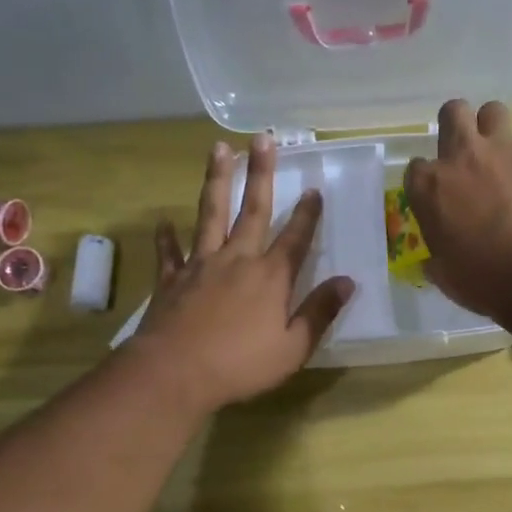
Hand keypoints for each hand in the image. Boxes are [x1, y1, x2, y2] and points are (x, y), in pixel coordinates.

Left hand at [133, 133, 354, 410]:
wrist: (174, 373)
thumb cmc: (240, 365)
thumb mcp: (293, 347)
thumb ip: (319, 312)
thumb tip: (347, 282)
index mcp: (270, 277)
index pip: (295, 238)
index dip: (308, 214)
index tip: (315, 188)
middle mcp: (237, 260)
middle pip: (253, 210)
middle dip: (261, 174)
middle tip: (263, 138)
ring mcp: (200, 266)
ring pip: (210, 215)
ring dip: (217, 181)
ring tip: (219, 149)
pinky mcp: (171, 280)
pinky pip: (170, 253)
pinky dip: (166, 238)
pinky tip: (164, 222)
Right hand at [402, 99, 511, 317]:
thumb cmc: (479, 280)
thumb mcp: (444, 273)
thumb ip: (436, 259)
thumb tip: (434, 265)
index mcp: (428, 187)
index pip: (416, 168)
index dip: (428, 181)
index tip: (439, 197)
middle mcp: (460, 156)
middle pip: (453, 113)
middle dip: (459, 125)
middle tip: (469, 154)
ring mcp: (502, 148)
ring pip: (494, 109)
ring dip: (498, 125)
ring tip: (507, 149)